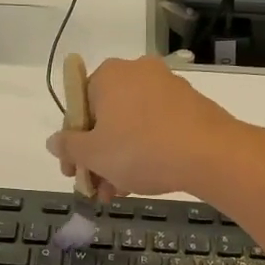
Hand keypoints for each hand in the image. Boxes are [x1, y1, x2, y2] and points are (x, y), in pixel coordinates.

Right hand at [46, 55, 244, 198]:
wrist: (210, 154)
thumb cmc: (141, 150)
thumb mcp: (94, 154)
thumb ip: (69, 147)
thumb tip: (54, 141)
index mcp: (109, 75)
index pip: (78, 107)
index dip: (72, 144)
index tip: (73, 173)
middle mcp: (138, 72)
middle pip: (107, 118)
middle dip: (98, 157)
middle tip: (98, 189)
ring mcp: (168, 87)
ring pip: (132, 126)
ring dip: (120, 159)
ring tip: (120, 193)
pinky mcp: (191, 105)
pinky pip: (157, 127)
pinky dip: (147, 151)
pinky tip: (145, 179)